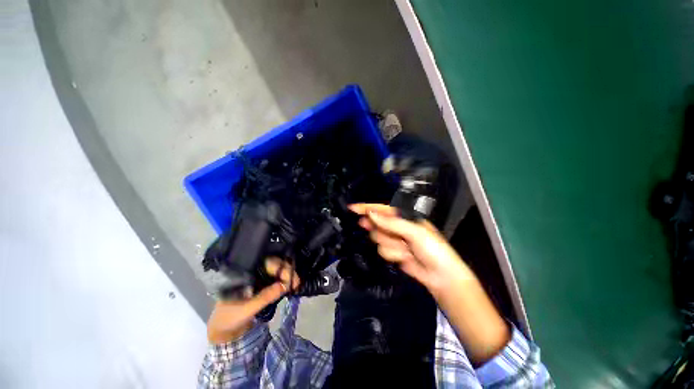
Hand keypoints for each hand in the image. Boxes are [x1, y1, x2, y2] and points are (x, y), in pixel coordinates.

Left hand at [206, 257, 299, 343]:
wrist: (223, 331)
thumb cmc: (229, 318)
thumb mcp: (246, 309)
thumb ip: (265, 297)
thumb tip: (285, 285)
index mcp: (245, 272)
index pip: (267, 263)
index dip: (281, 267)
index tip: (291, 278)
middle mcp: (252, 271)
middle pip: (274, 264)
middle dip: (287, 271)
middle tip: (297, 282)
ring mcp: (258, 277)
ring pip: (277, 270)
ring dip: (287, 276)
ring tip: (296, 284)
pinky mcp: (263, 285)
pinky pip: (276, 279)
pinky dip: (284, 281)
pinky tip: (290, 286)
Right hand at [350, 203, 509, 363]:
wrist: (441, 276)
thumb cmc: (433, 249)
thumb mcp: (414, 232)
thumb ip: (391, 223)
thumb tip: (371, 214)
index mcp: (404, 217)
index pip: (381, 209)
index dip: (367, 208)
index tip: (352, 208)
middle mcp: (397, 227)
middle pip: (377, 224)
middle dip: (379, 229)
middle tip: (384, 233)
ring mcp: (394, 241)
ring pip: (379, 239)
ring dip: (391, 245)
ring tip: (406, 250)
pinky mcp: (393, 253)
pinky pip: (383, 251)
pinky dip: (393, 255)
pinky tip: (405, 258)